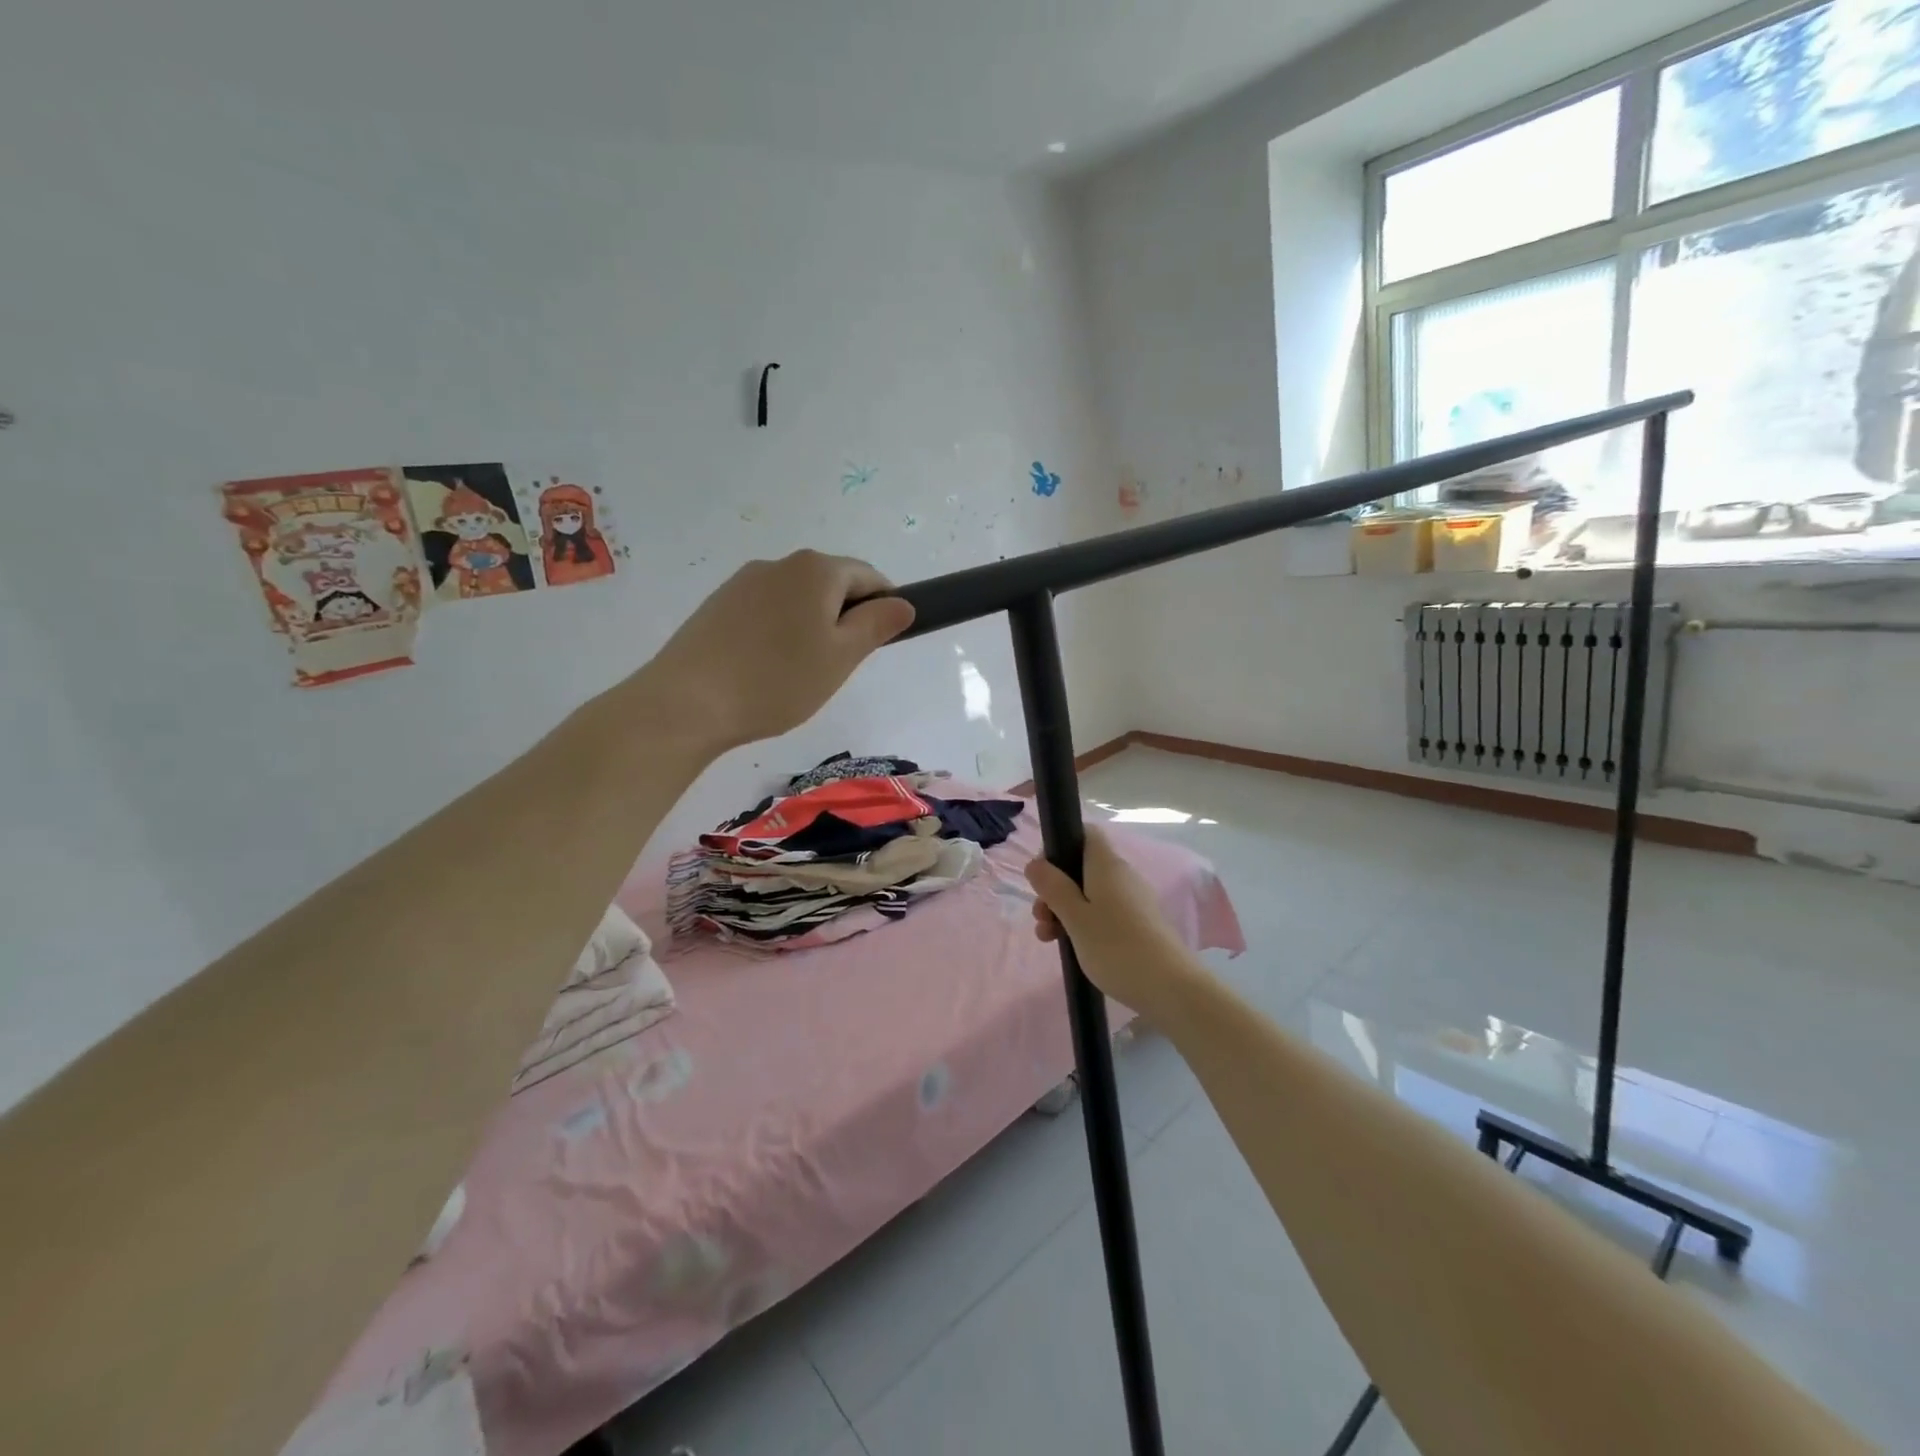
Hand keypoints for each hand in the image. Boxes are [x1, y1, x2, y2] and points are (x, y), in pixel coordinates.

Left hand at [640, 551, 914, 753]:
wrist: (688, 701)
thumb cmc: (778, 680)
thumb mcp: (841, 657)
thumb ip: (877, 624)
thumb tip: (903, 603)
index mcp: (816, 569)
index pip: (869, 577)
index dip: (885, 606)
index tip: (880, 644)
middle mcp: (780, 564)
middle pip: (831, 584)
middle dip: (844, 618)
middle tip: (838, 666)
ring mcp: (743, 582)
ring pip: (797, 599)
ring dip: (811, 626)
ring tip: (799, 672)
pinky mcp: (718, 604)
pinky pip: (766, 610)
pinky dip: (779, 632)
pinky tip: (766, 668)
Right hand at [1025, 827, 1194, 1016]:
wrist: (1170, 987)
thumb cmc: (1116, 947)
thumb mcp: (1075, 917)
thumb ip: (1053, 887)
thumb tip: (1035, 862)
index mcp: (1106, 865)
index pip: (1085, 833)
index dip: (1060, 845)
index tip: (1043, 874)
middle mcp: (1122, 875)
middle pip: (1081, 867)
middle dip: (1055, 889)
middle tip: (1040, 916)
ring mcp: (1132, 900)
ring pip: (1089, 893)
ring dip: (1065, 910)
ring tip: (1048, 938)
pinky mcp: (1138, 923)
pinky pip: (1103, 912)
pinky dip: (1084, 924)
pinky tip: (1072, 947)